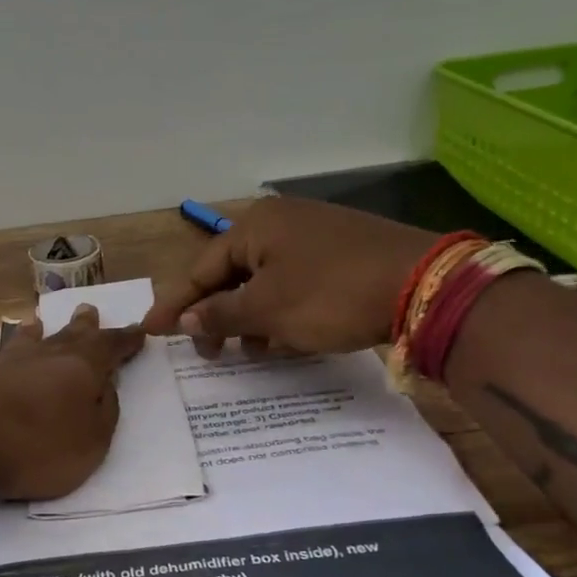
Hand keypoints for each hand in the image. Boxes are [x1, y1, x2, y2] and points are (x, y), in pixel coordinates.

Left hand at [0, 305, 143, 499]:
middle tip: (88, 308)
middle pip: (67, 335)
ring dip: (33, 333)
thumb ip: (104, 413)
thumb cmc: (35, 447)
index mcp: (80, 368)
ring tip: (37, 323)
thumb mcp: (91, 442)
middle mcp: (41, 355)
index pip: (110, 347)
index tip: (139, 331)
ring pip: (22, 340)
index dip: (126, 341)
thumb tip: (106, 387)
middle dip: (82, 325)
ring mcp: (0, 362)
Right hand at [144, 197, 437, 356]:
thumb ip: (220, 314)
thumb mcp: (268, 310)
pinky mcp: (340, 254)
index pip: (201, 268)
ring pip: (264, 283)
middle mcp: (282, 223)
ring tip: (251, 352)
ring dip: (251, 320)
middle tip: (208, 354)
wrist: (424, 286)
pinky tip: (287, 340)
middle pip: (231, 274)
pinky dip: (282, 313)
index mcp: (256, 226)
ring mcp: (314, 236)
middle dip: (218, 316)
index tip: (151, 331)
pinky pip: (294, 285)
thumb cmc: (331, 294)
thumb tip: (185, 321)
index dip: (176, 304)